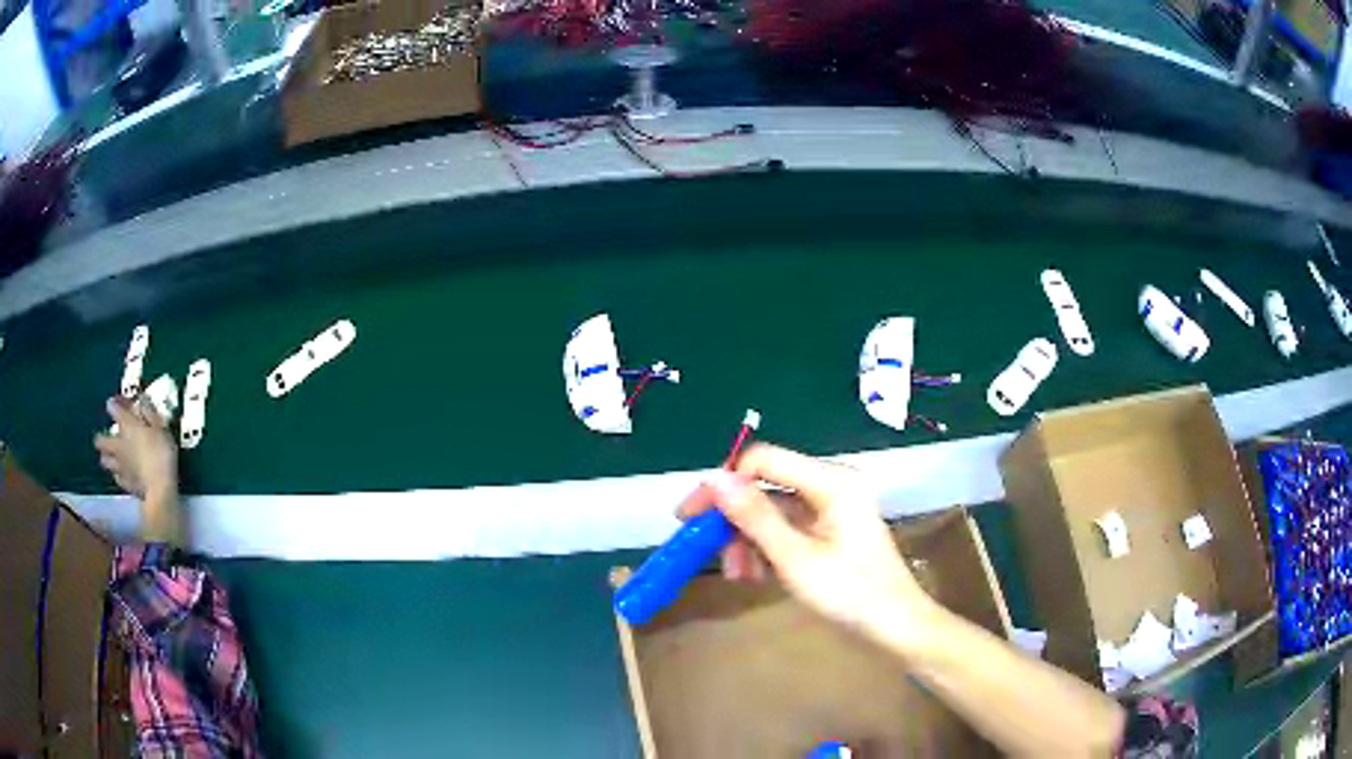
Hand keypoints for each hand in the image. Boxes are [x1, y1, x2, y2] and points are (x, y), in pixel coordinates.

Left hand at [93, 397, 178, 499]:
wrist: (160, 489)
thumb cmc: (161, 453)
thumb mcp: (161, 427)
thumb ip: (150, 412)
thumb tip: (142, 398)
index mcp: (127, 425)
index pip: (113, 408)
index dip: (113, 405)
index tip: (114, 404)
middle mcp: (119, 444)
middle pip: (101, 440)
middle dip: (101, 438)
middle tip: (105, 438)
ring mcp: (120, 466)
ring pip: (105, 461)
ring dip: (107, 458)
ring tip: (112, 458)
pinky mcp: (125, 484)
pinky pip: (117, 478)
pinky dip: (118, 475)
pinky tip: (123, 475)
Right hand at [677, 443, 937, 643]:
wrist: (896, 627)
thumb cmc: (851, 593)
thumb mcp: (795, 558)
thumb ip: (754, 516)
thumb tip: (713, 478)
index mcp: (831, 481)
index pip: (762, 461)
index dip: (724, 484)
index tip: (691, 516)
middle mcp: (830, 486)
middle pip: (765, 487)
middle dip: (735, 521)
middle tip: (705, 550)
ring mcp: (830, 510)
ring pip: (771, 512)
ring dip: (747, 541)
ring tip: (739, 576)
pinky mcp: (828, 532)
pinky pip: (786, 530)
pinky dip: (766, 550)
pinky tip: (756, 577)